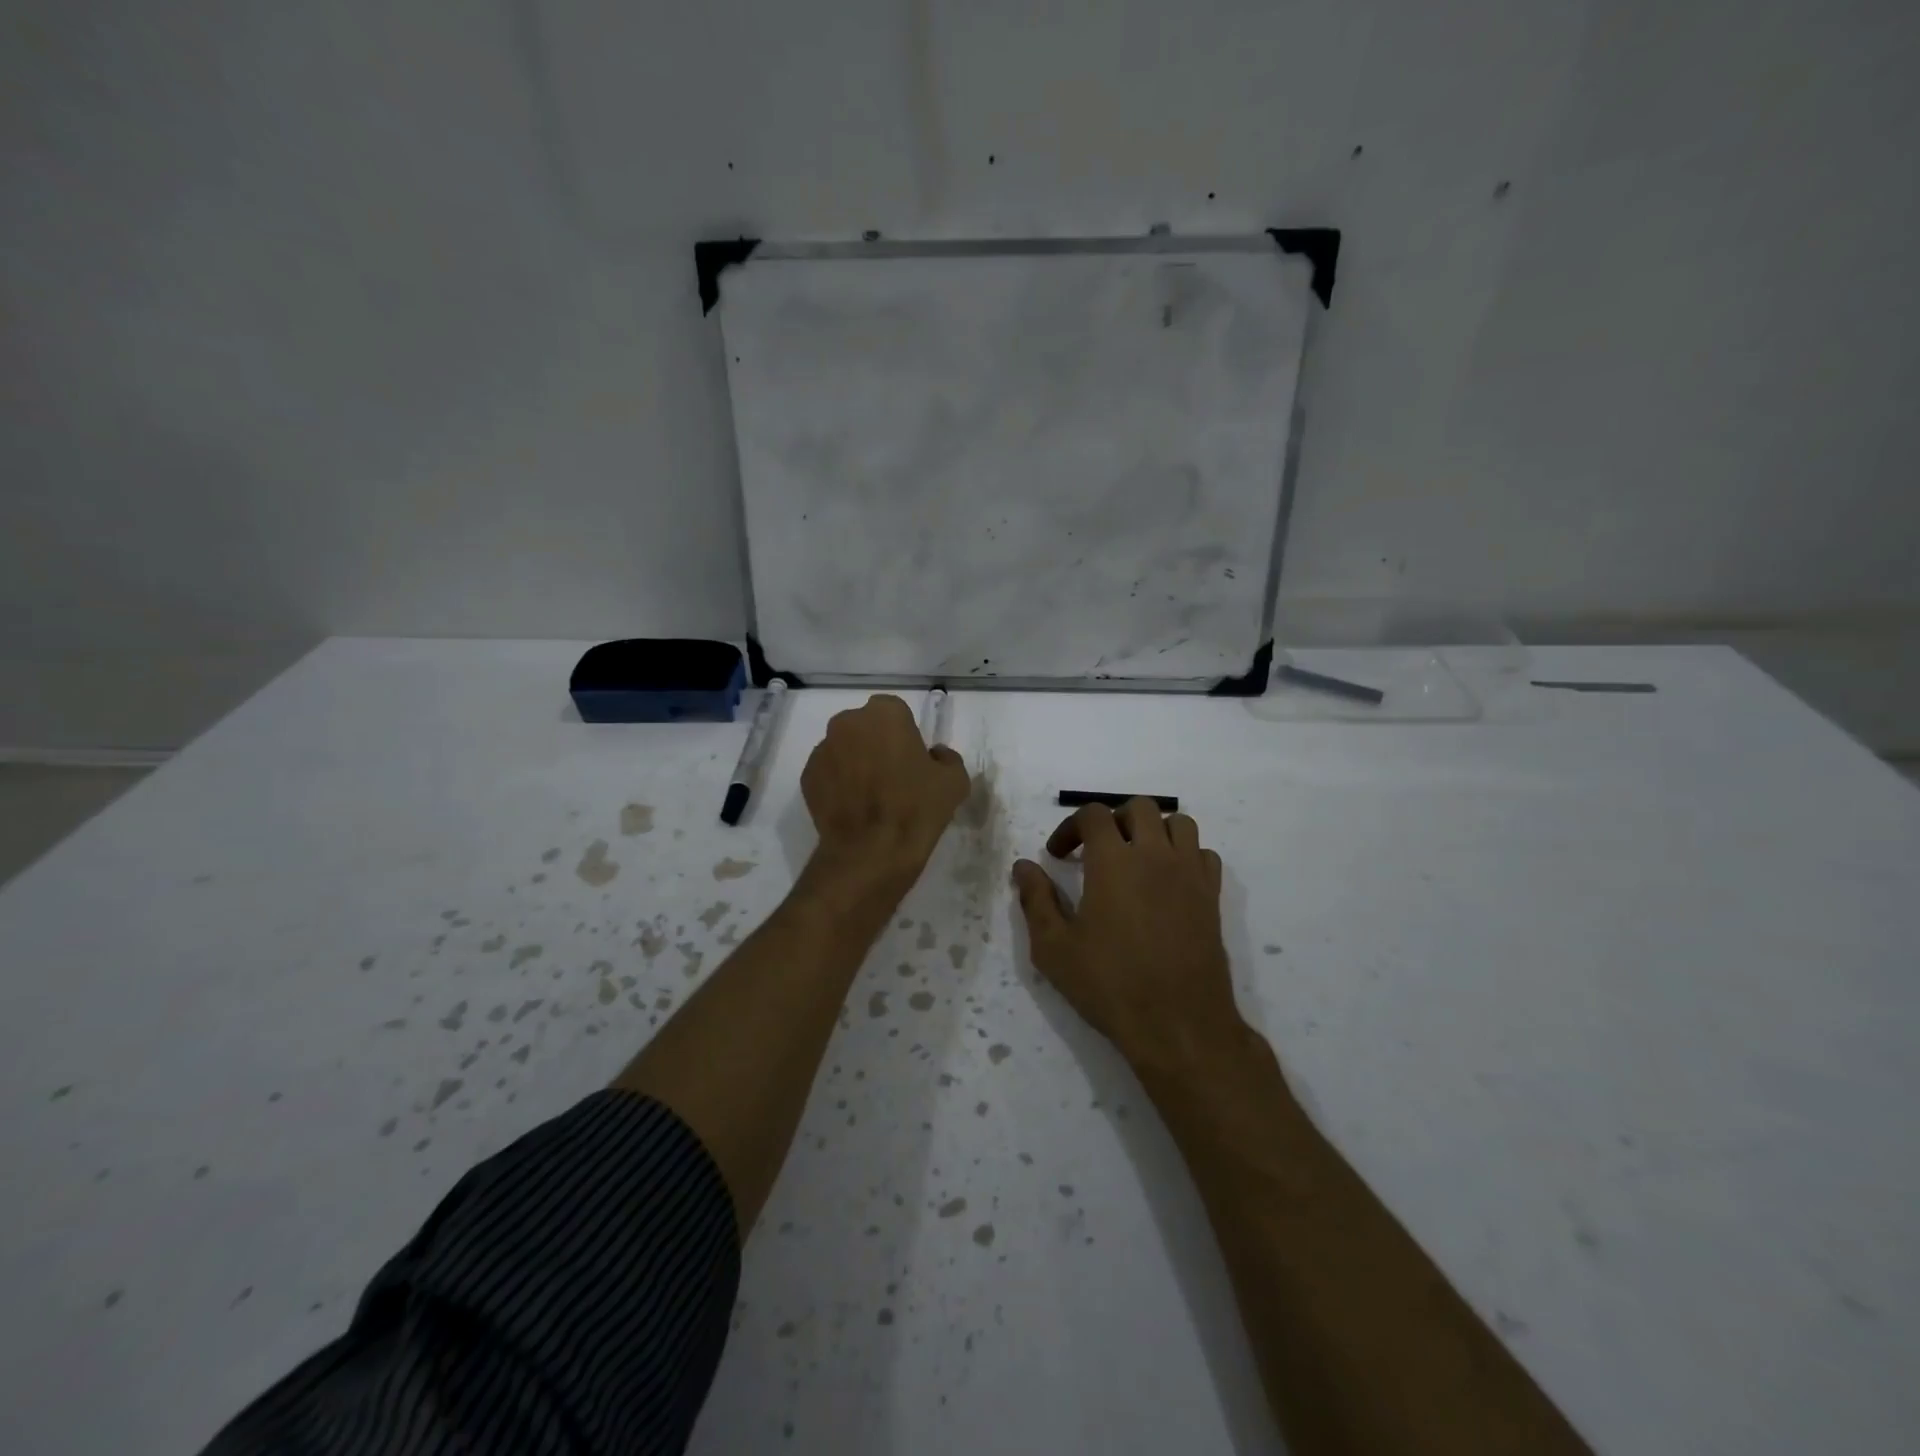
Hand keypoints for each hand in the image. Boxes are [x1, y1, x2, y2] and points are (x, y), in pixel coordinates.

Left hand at [800, 694, 969, 901]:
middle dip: (876, 744)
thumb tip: (933, 755)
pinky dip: (838, 783)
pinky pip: (828, 772)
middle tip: (893, 775)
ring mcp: (822, 750)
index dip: (905, 735)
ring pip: (844, 748)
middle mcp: (847, 723)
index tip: (912, 759)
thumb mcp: (954, 781)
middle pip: (865, 727)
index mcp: (884, 714)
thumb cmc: (916, 809)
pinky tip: (853, 808)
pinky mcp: (807, 777)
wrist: (870, 853)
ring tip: (871, 796)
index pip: (896, 712)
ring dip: (856, 762)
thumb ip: (946, 758)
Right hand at [1013, 799, 1241, 1070]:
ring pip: (1178, 823)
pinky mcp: (1212, 896)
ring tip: (1136, 858)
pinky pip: (1203, 854)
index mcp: (1114, 861)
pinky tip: (1168, 881)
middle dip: (1113, 819)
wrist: (1179, 1024)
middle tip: (1096, 851)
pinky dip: (1184, 854)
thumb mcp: (1054, 948)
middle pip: (1138, 807)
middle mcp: (1155, 855)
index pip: (1093, 814)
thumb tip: (1023, 867)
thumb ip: (1036, 900)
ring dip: (1153, 830)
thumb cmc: (1110, 985)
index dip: (1070, 827)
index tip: (1058, 856)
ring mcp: (1189, 873)